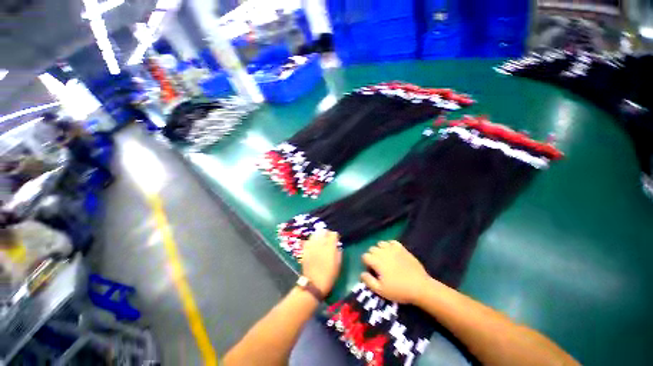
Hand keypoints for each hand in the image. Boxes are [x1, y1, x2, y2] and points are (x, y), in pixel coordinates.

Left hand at [301, 230, 341, 294]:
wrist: (314, 285)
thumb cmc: (329, 276)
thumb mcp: (338, 265)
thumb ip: (338, 253)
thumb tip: (337, 247)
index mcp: (330, 247)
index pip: (333, 234)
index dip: (335, 236)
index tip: (335, 240)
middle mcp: (320, 244)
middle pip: (323, 231)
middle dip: (326, 233)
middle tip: (328, 239)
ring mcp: (312, 246)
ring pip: (315, 234)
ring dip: (319, 236)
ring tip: (320, 241)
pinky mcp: (305, 250)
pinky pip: (308, 241)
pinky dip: (312, 241)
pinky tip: (313, 245)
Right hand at [361, 240, 430, 303]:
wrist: (420, 287)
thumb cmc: (399, 290)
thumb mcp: (381, 290)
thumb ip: (368, 281)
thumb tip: (361, 273)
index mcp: (376, 261)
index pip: (365, 256)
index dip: (366, 263)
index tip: (371, 270)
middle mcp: (383, 252)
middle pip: (372, 249)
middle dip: (372, 256)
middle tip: (378, 266)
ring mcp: (393, 248)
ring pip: (380, 243)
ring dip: (380, 249)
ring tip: (384, 258)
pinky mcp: (402, 248)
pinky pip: (392, 242)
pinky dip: (389, 245)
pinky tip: (392, 252)